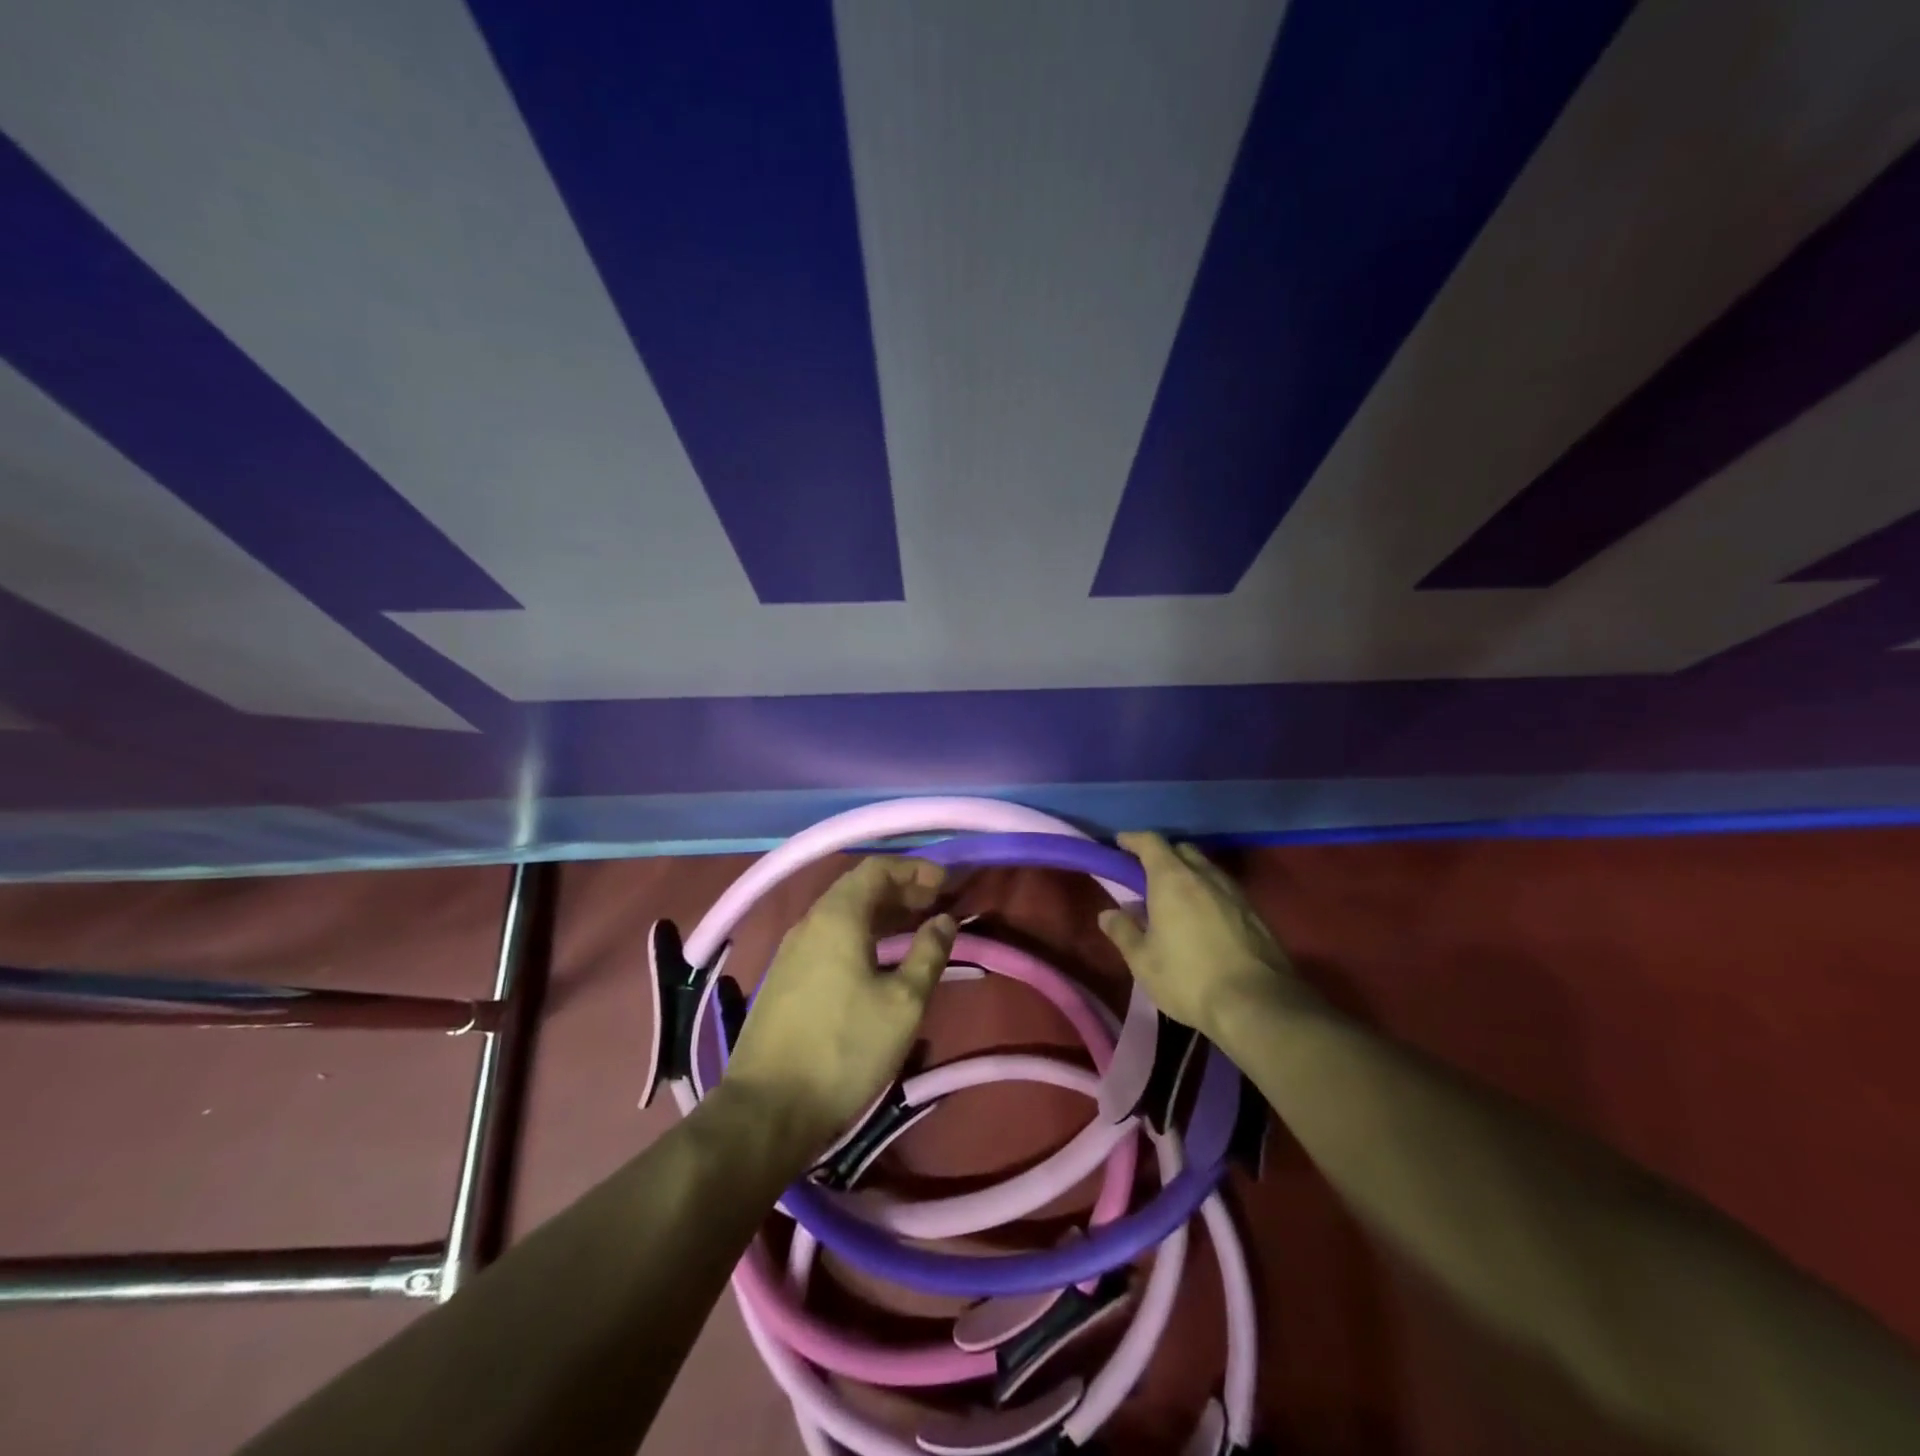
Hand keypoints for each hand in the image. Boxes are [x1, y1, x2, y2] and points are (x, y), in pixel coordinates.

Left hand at [722, 857, 956, 1160]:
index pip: (877, 868)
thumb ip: (929, 953)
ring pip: (842, 914)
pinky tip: (878, 959)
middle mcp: (810, 922)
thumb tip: (945, 920)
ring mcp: (792, 950)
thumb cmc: (845, 1049)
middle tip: (936, 904)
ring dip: (881, 913)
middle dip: (900, 890)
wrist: (768, 1109)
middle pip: (858, 888)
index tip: (946, 884)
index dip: (914, 869)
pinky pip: (829, 937)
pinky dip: (860, 934)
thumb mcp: (903, 1003)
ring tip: (915, 928)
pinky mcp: (785, 977)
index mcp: (837, 916)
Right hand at [1097, 832, 1314, 1043]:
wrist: (1258, 1005)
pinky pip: (1224, 890)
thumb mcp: (1143, 961)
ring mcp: (1235, 892)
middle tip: (1146, 878)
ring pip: (1206, 869)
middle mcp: (1205, 876)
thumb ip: (1123, 932)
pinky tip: (1203, 920)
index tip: (1119, 844)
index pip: (1151, 842)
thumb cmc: (1189, 979)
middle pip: (1181, 850)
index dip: (1133, 839)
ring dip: (1188, 875)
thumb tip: (1108, 914)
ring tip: (1175, 902)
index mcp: (1172, 879)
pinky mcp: (1255, 913)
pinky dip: (1208, 894)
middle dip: (1162, 856)